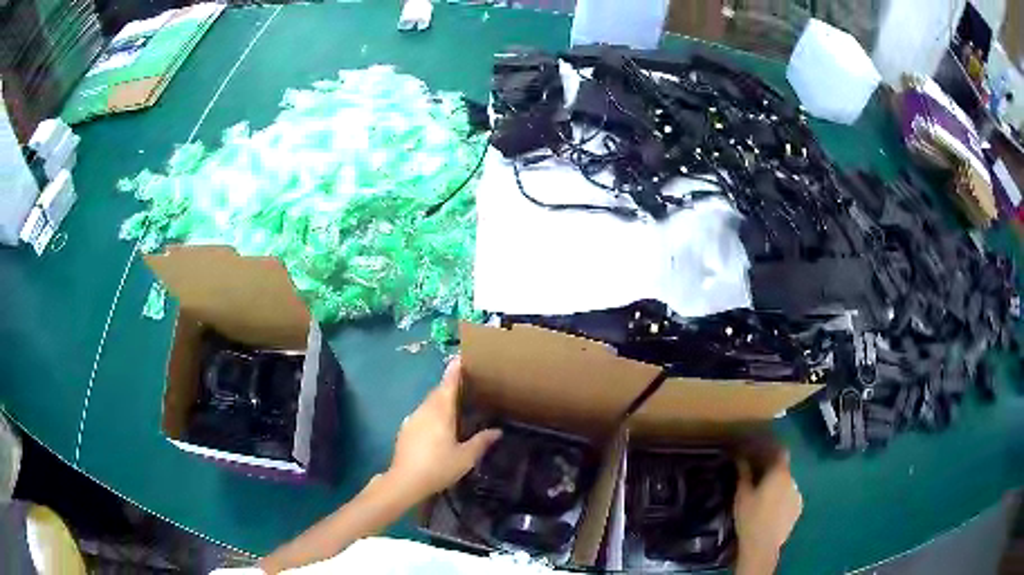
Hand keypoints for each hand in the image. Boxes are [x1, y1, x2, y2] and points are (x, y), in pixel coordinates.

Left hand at [386, 356, 501, 501]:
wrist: (404, 480)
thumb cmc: (438, 467)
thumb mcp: (465, 457)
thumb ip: (481, 442)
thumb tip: (497, 431)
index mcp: (441, 411)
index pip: (448, 384)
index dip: (455, 370)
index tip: (461, 357)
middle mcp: (425, 410)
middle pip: (438, 391)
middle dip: (449, 384)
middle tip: (465, 381)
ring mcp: (413, 418)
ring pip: (429, 402)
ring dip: (441, 398)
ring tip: (455, 402)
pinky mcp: (406, 429)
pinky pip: (422, 413)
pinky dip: (432, 411)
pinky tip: (438, 424)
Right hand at [733, 450, 802, 573]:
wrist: (762, 546)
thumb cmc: (750, 518)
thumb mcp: (742, 495)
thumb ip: (744, 474)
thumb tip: (741, 458)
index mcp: (779, 473)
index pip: (780, 452)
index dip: (770, 450)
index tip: (759, 452)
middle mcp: (792, 480)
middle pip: (782, 469)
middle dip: (771, 471)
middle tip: (757, 479)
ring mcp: (797, 495)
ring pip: (786, 485)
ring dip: (777, 486)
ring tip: (764, 498)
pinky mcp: (798, 509)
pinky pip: (789, 498)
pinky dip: (782, 499)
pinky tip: (771, 510)